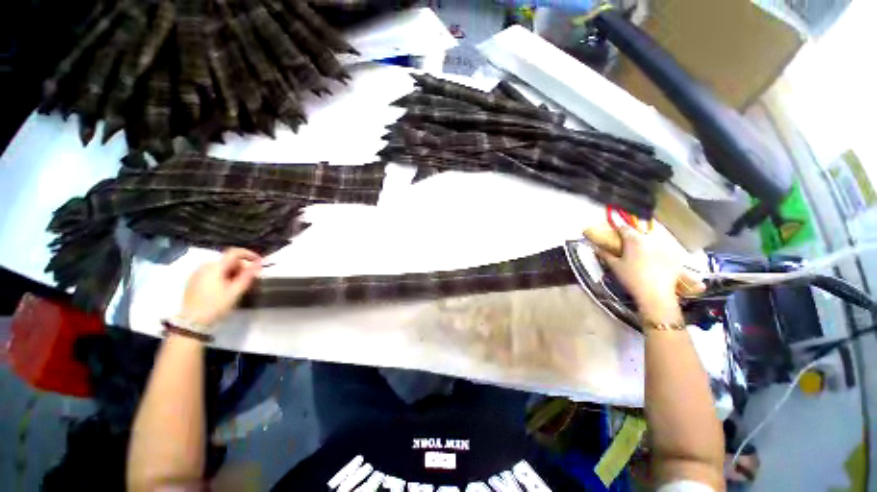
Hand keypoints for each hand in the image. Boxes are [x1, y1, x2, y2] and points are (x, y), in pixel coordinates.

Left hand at [179, 248, 261, 326]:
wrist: (191, 323)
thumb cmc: (215, 306)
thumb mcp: (235, 292)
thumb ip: (248, 276)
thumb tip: (259, 264)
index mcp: (215, 267)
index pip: (235, 252)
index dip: (249, 254)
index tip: (259, 263)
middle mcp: (205, 266)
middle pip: (228, 260)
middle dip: (241, 267)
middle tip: (249, 279)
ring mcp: (197, 273)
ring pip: (220, 266)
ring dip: (232, 272)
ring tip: (237, 286)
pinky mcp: (193, 280)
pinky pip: (212, 272)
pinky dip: (222, 276)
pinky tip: (224, 288)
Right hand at [597, 222, 683, 321]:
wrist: (656, 294)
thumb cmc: (632, 279)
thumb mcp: (614, 266)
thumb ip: (605, 254)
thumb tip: (596, 247)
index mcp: (634, 240)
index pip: (624, 228)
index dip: (618, 228)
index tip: (614, 231)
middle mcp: (650, 239)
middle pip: (640, 231)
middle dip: (633, 234)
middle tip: (627, 242)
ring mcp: (665, 246)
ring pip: (653, 237)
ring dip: (646, 240)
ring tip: (641, 249)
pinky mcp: (675, 254)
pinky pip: (665, 246)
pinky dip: (659, 248)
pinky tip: (655, 257)